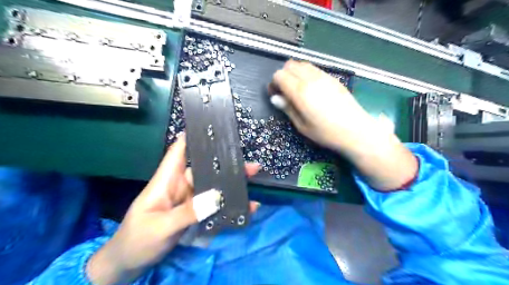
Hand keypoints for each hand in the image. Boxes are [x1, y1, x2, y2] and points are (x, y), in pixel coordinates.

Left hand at [87, 135, 259, 284]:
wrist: (129, 265)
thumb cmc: (137, 241)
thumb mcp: (160, 227)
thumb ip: (188, 212)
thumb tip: (216, 197)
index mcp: (166, 181)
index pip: (178, 152)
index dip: (191, 138)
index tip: (211, 128)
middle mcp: (180, 186)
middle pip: (204, 169)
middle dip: (225, 164)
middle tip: (249, 164)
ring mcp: (189, 200)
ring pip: (212, 186)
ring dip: (230, 184)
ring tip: (251, 179)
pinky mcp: (194, 213)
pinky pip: (214, 206)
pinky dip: (229, 205)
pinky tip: (246, 206)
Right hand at [270, 61, 416, 192]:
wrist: (356, 130)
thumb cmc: (326, 133)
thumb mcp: (302, 126)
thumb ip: (288, 108)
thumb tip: (275, 98)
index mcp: (300, 92)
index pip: (279, 75)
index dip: (274, 83)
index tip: (276, 95)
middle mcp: (311, 79)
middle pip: (290, 65)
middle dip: (283, 76)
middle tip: (285, 91)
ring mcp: (324, 76)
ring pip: (302, 64)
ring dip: (295, 73)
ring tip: (298, 89)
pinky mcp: (333, 78)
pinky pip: (314, 69)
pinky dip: (307, 73)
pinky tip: (311, 88)